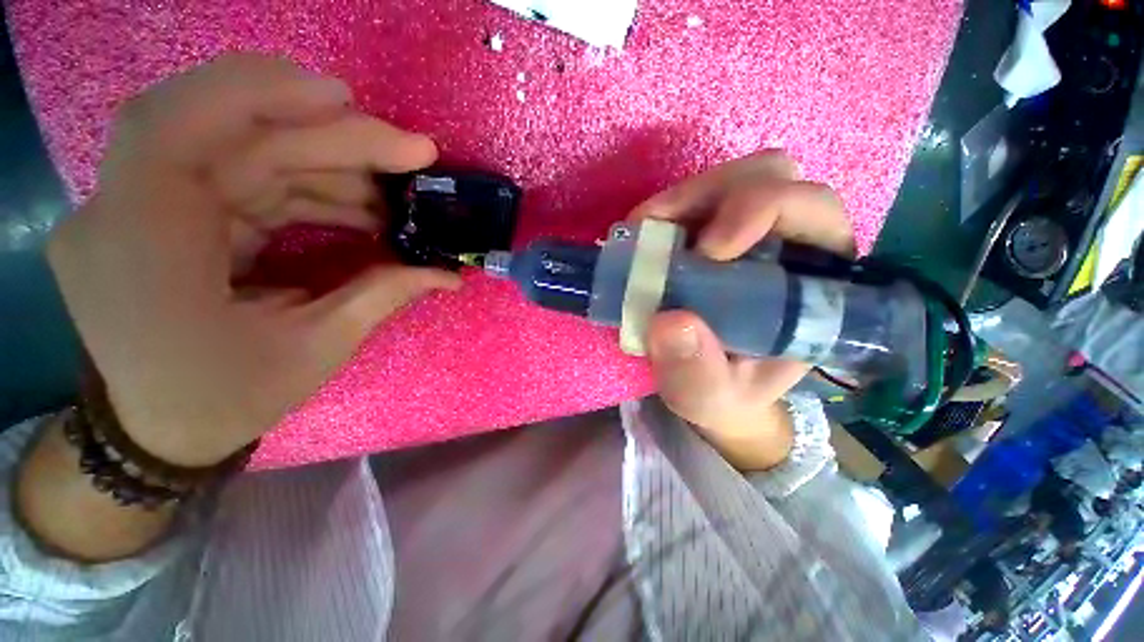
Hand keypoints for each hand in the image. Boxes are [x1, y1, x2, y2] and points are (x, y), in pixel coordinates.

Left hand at [47, 55, 459, 466]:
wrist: (158, 431)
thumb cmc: (226, 400)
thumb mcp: (314, 350)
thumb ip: (382, 295)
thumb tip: (447, 274)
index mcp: (139, 248)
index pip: (176, 127)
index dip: (259, 93)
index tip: (348, 101)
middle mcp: (124, 210)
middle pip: (228, 133)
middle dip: (329, 137)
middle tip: (409, 153)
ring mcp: (140, 207)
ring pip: (242, 151)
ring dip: (327, 165)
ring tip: (393, 193)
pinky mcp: (166, 213)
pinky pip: (242, 178)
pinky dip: (304, 184)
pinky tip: (356, 205)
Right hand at [630, 151, 853, 470]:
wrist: (705, 384)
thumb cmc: (722, 391)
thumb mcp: (709, 396)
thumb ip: (696, 372)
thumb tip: (669, 321)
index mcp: (813, 282)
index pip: (814, 212)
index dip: (763, 211)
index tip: (706, 253)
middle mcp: (789, 242)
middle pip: (772, 175)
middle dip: (714, 196)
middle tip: (661, 234)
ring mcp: (746, 230)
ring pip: (732, 178)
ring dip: (682, 200)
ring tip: (644, 237)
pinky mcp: (709, 230)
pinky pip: (692, 197)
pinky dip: (663, 211)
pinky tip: (642, 238)